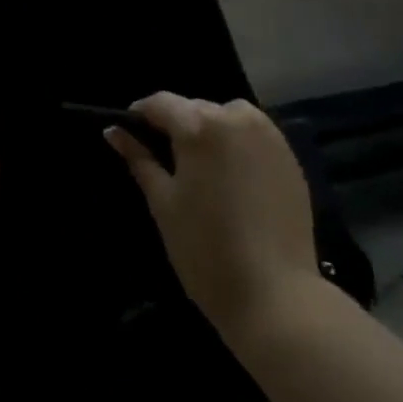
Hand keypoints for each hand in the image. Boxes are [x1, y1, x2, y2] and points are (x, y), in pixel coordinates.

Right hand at [105, 93, 320, 337]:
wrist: (278, 298)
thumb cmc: (207, 252)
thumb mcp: (163, 204)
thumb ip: (139, 159)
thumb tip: (113, 131)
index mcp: (199, 124)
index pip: (160, 103)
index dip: (140, 116)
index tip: (129, 136)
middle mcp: (235, 115)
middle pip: (194, 109)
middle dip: (177, 128)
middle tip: (166, 163)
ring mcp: (267, 133)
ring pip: (225, 118)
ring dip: (209, 133)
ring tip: (202, 172)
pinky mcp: (289, 154)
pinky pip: (252, 136)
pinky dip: (237, 146)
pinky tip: (233, 182)